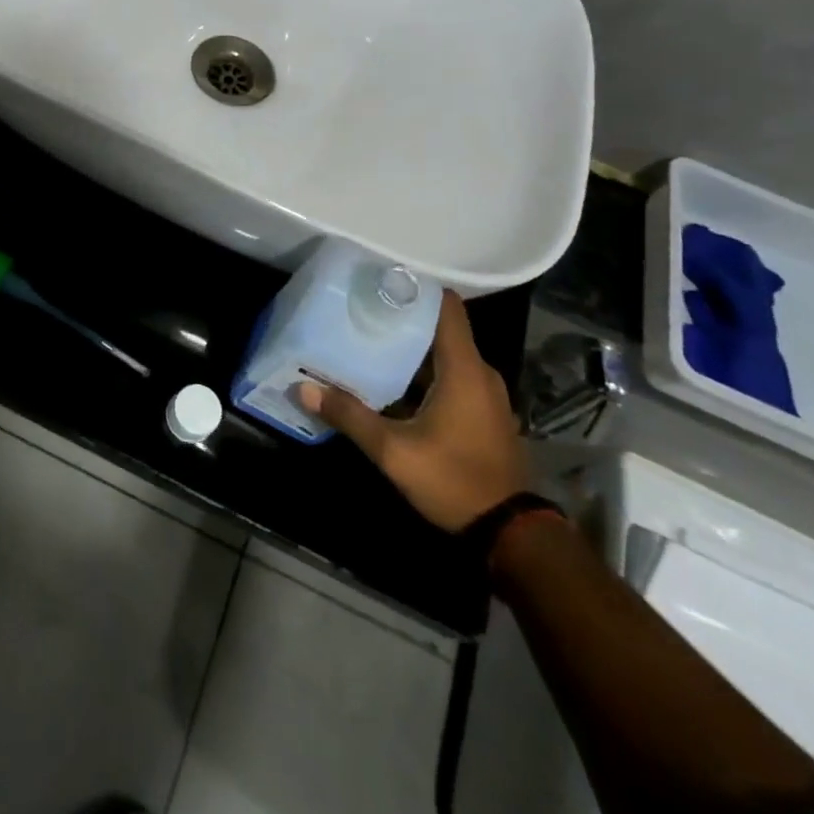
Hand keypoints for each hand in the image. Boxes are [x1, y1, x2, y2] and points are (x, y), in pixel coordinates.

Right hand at [295, 293, 528, 531]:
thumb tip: (303, 386)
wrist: (510, 534)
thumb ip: (349, 415)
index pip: (446, 307)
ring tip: (369, 339)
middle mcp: (479, 373)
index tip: (380, 279)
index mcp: (464, 368)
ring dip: (411, 347)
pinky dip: (424, 371)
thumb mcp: (393, 451)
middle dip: (403, 317)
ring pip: (444, 354)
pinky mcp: (483, 413)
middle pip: (440, 328)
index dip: (416, 288)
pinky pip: (451, 376)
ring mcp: (485, 394)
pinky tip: (391, 380)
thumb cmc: (453, 480)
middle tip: (360, 309)